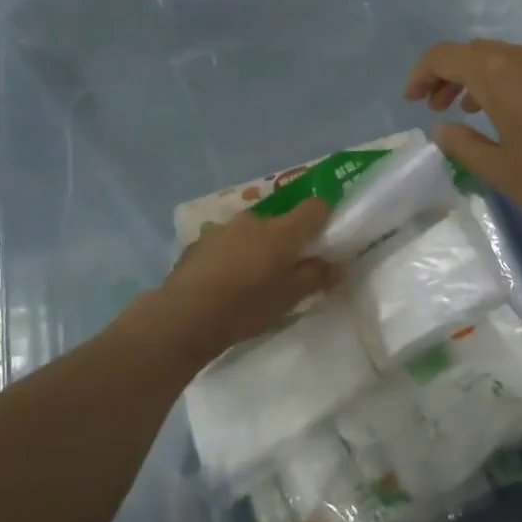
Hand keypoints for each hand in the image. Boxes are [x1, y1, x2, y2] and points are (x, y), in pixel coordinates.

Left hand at [130, 198, 337, 364]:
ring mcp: (224, 228)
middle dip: (287, 241)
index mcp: (283, 231)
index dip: (324, 218)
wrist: (185, 315)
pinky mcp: (200, 241)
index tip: (324, 240)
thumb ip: (316, 276)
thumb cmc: (246, 306)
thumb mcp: (290, 298)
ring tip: (251, 279)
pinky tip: (224, 282)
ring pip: (252, 232)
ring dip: (257, 248)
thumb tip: (335, 264)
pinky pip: (227, 243)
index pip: (315, 207)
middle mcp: (255, 220)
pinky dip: (232, 256)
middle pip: (281, 222)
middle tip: (286, 271)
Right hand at [404, 40, 521, 246]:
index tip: (411, 100)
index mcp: (501, 74)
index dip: (422, 74)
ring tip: (472, 112)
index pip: (446, 56)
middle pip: (478, 53)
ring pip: (509, 60)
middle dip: (450, 76)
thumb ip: (465, 145)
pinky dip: (513, 85)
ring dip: (482, 80)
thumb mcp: (502, 170)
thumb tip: (443, 127)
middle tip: (436, 108)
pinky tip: (519, 118)